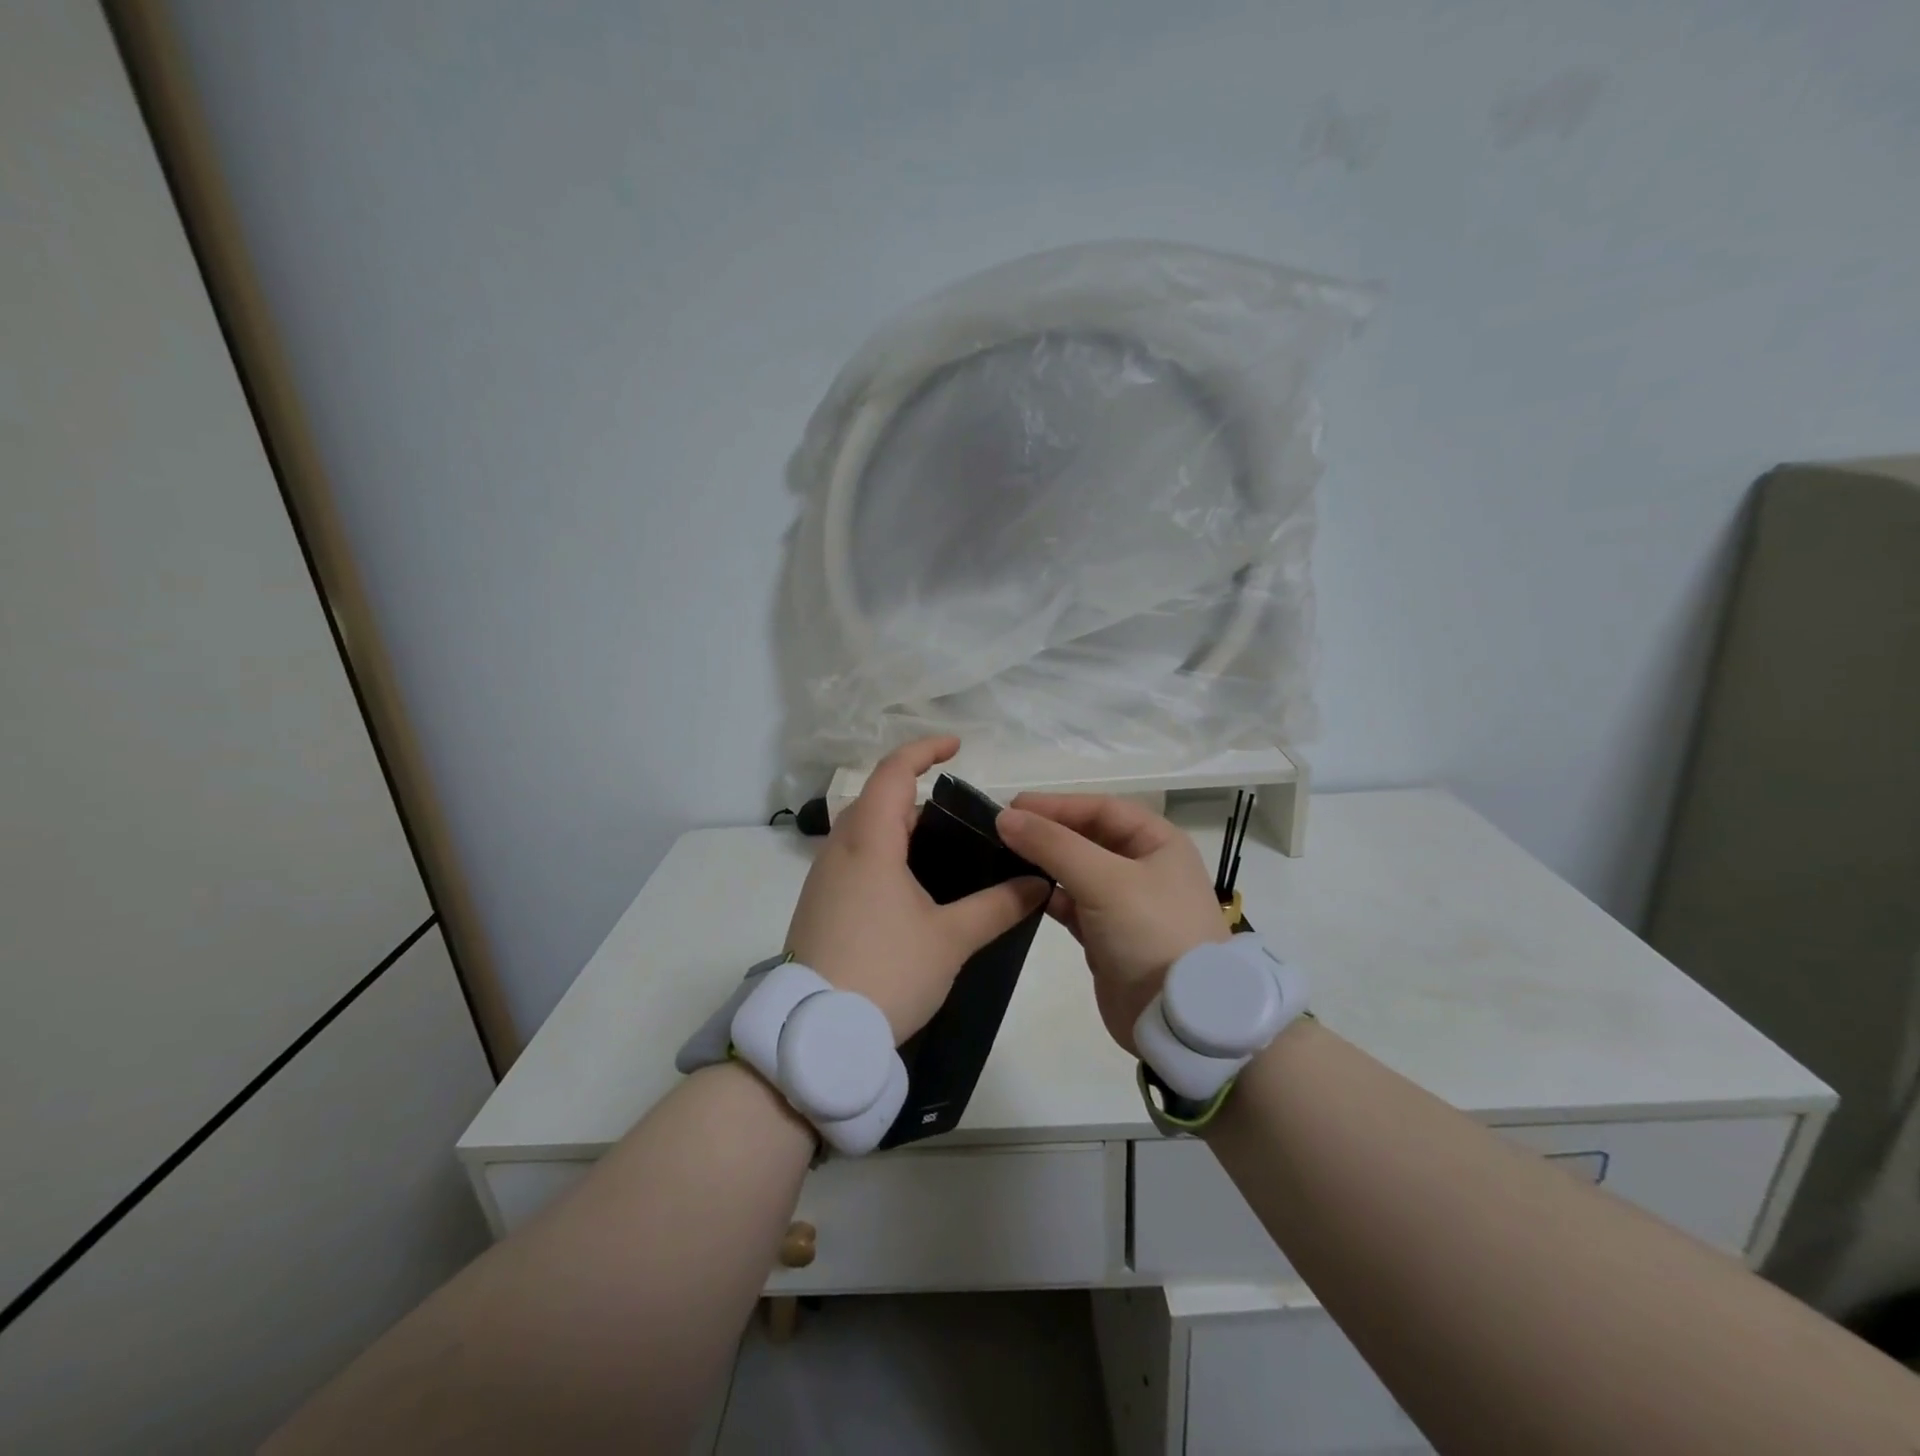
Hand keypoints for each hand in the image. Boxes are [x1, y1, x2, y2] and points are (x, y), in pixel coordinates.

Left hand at [785, 736, 1048, 1044]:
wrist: (817, 1035)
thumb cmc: (887, 972)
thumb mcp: (951, 939)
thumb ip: (997, 906)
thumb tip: (1037, 883)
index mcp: (869, 842)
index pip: (893, 772)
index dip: (924, 750)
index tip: (956, 747)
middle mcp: (839, 850)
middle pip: (877, 800)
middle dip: (915, 795)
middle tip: (957, 816)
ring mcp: (822, 879)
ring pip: (862, 832)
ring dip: (897, 827)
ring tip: (939, 852)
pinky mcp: (817, 906)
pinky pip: (852, 860)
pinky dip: (882, 854)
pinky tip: (908, 890)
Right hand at [996, 794, 1227, 1054]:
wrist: (1179, 1020)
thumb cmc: (1151, 932)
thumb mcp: (1104, 880)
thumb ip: (1053, 845)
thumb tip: (1005, 817)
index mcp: (1158, 842)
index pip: (1101, 809)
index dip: (1057, 804)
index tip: (1012, 806)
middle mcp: (1145, 867)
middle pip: (1088, 837)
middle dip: (1049, 832)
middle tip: (1003, 829)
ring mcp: (1127, 903)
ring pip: (1078, 871)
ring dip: (1045, 863)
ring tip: (1004, 857)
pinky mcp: (1108, 936)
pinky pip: (1073, 904)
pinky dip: (1050, 896)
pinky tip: (1024, 894)